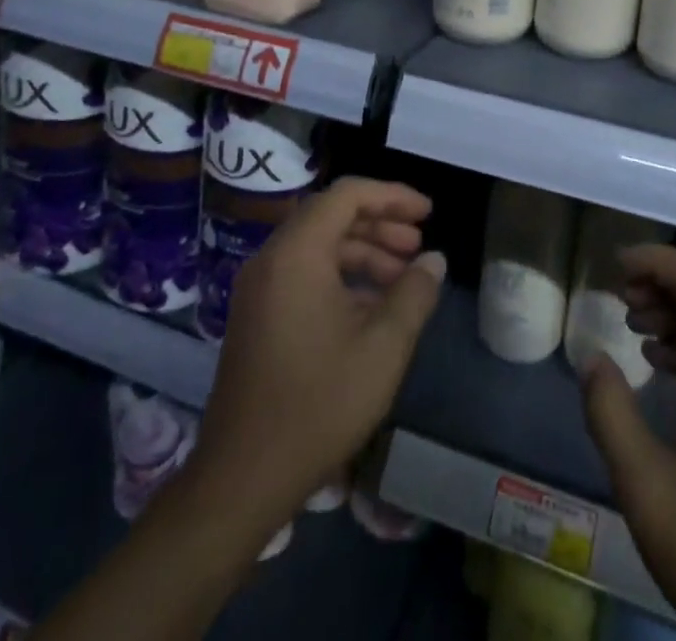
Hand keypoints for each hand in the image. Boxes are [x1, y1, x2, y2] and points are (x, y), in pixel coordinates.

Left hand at [183, 177, 446, 538]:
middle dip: (381, 223)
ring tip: (405, 276)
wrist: (241, 481)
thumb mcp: (383, 347)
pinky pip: (304, 273)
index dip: (393, 196)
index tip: (428, 213)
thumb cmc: (318, 404)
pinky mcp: (257, 317)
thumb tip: (434, 260)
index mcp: (297, 253)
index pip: (348, 195)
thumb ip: (414, 293)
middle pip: (332, 215)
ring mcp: (260, 289)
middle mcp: (272, 259)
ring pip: (319, 245)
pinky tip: (374, 307)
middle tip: (419, 244)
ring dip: (364, 251)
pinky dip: (342, 276)